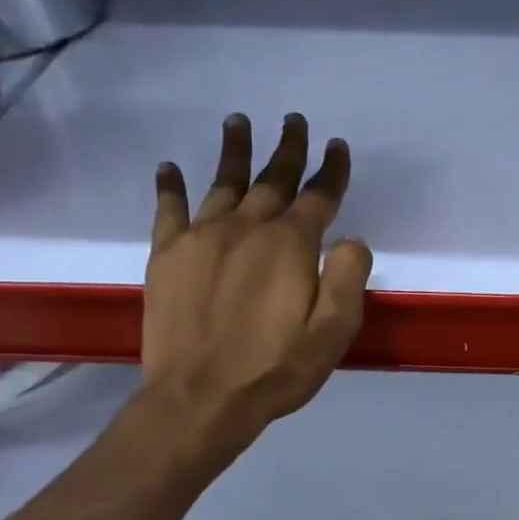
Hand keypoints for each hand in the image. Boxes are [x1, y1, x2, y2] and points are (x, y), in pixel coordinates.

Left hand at [142, 113, 371, 438]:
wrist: (200, 399)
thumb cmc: (276, 369)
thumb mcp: (334, 332)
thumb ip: (348, 278)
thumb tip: (351, 239)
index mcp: (290, 246)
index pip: (317, 197)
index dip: (330, 170)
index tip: (336, 146)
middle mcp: (246, 229)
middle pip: (271, 180)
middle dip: (287, 149)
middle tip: (294, 120)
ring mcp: (201, 239)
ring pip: (222, 183)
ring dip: (233, 152)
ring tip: (238, 122)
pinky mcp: (167, 257)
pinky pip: (169, 210)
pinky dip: (170, 187)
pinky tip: (169, 168)